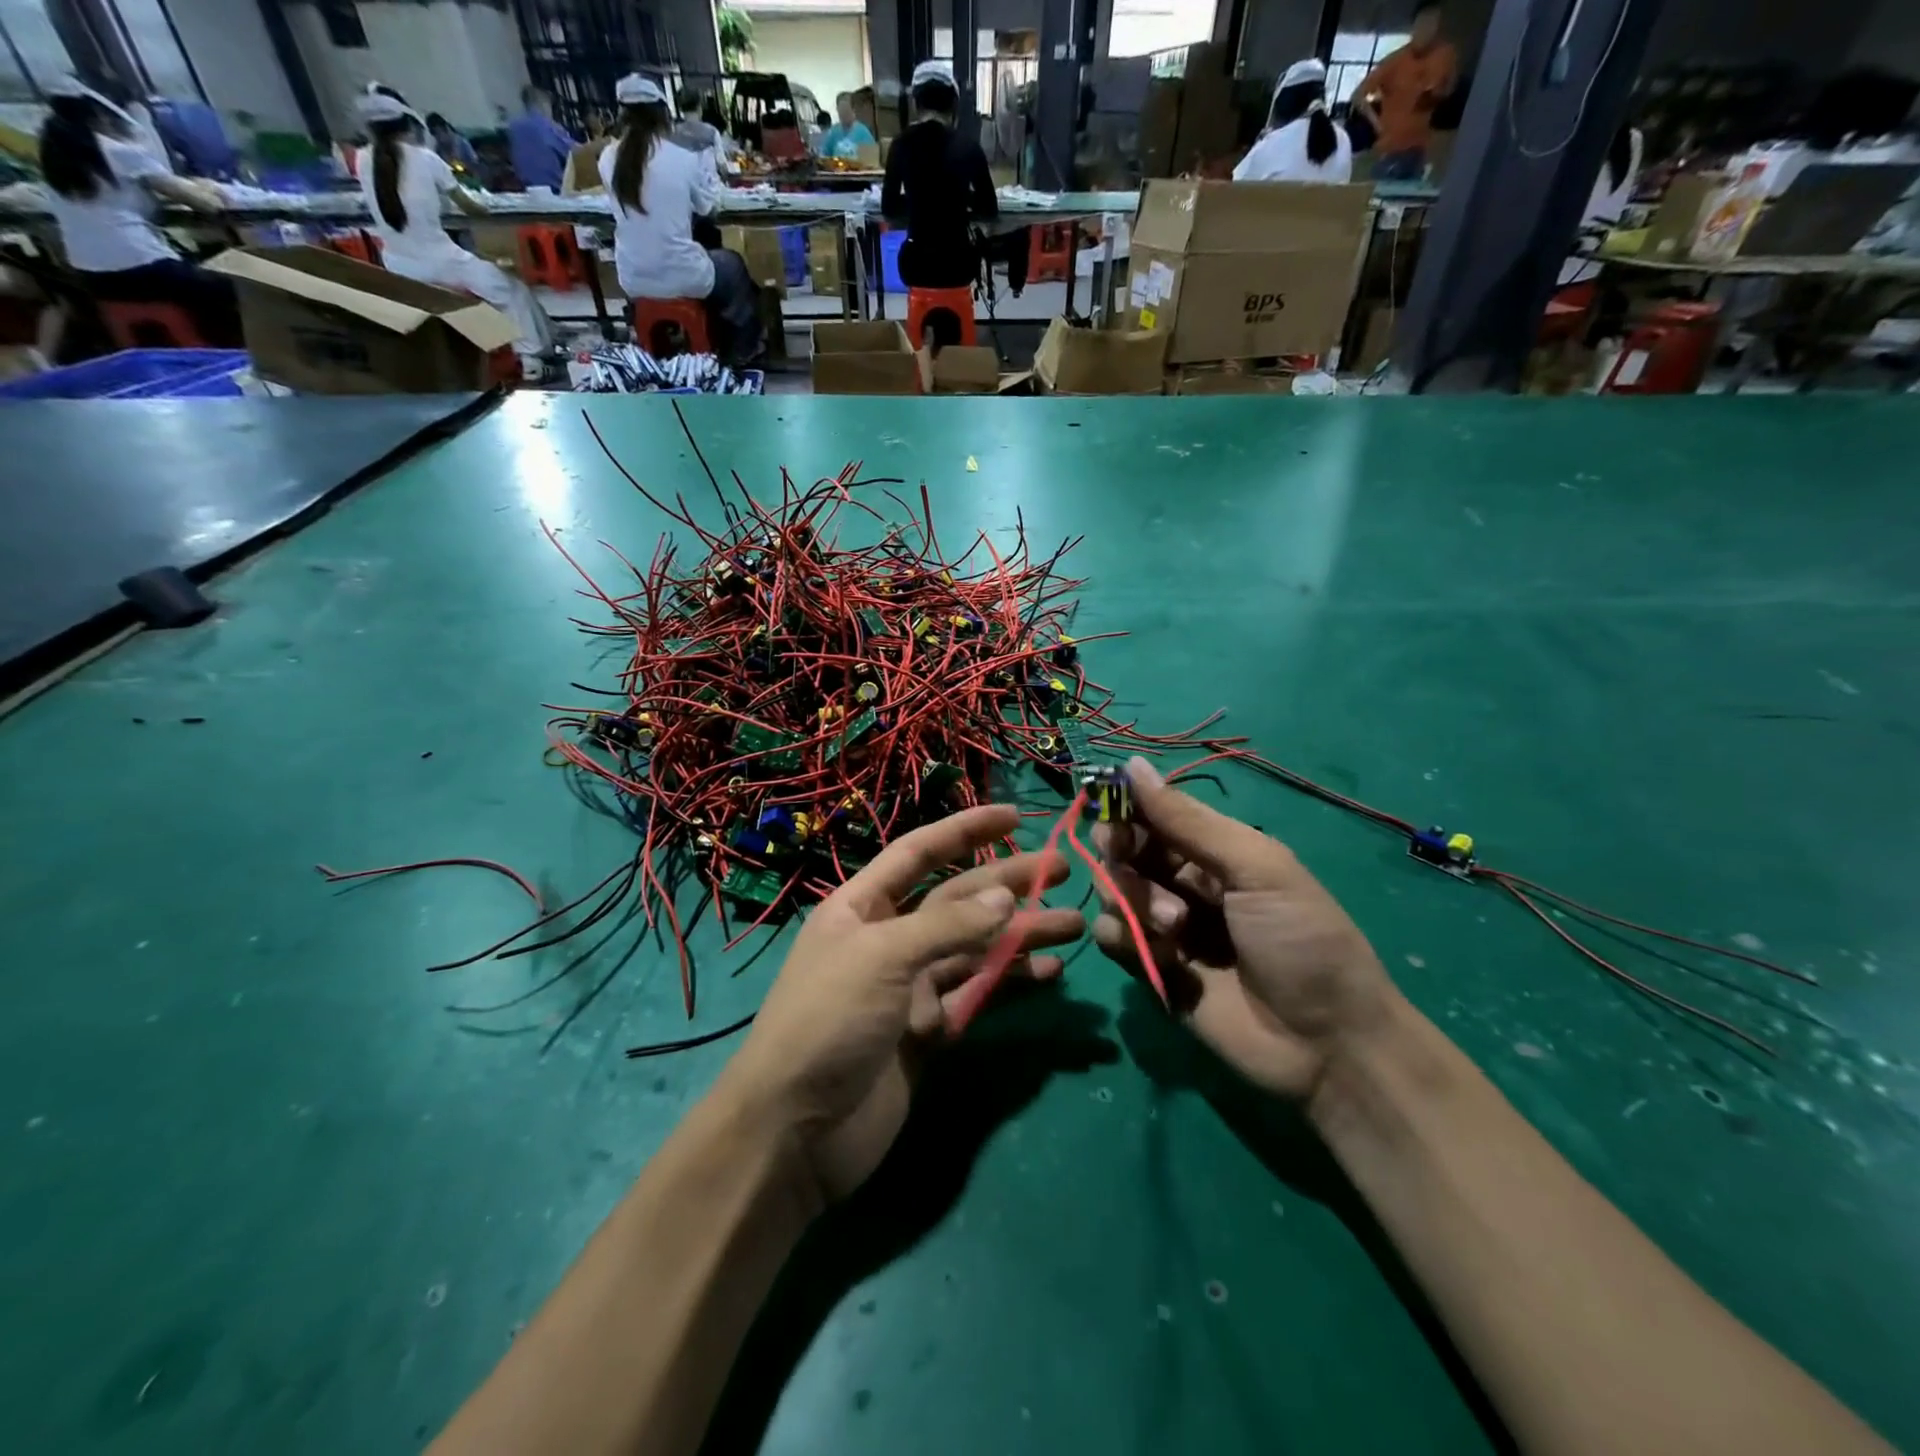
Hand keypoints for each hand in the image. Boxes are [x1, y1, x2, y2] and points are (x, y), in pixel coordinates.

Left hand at [720, 804, 1083, 1204]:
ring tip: (1072, 924)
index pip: (921, 852)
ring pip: (975, 949)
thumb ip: (947, 926)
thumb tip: (1006, 898)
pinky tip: (1048, 974)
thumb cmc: (828, 1021)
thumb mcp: (882, 957)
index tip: (1016, 816)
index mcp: (863, 906)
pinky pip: (975, 996)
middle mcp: (888, 938)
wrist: (793, 1132)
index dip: (967, 829)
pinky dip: (1009, 983)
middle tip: (1064, 870)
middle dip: (1009, 883)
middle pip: (958, 899)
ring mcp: (909, 986)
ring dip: (1020, 935)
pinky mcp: (927, 1032)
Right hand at [1091, 758, 1401, 1104]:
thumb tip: (1133, 764)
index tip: (1108, 811)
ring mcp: (1164, 926)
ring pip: (1113, 891)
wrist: (1327, 1044)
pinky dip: (1122, 938)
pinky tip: (1158, 954)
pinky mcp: (1150, 968)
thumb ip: (1188, 821)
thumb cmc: (1302, 940)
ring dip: (1131, 899)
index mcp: (1213, 850)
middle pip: (1124, 850)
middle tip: (1127, 861)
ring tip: (1174, 927)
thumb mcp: (1256, 868)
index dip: (1124, 808)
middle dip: (1121, 854)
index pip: (1152, 814)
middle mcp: (1183, 882)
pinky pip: (1111, 937)